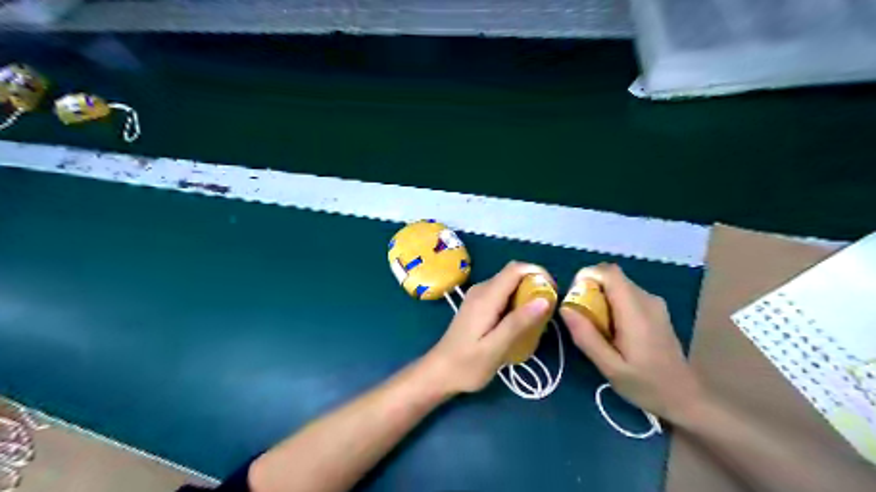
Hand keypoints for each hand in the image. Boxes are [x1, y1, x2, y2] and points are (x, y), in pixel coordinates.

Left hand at [422, 261, 551, 395]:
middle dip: (535, 284)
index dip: (538, 274)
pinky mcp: (478, 304)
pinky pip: (503, 293)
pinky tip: (520, 323)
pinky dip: (517, 301)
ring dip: (527, 294)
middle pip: (514, 274)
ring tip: (538, 319)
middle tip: (548, 310)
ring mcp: (478, 296)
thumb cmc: (467, 365)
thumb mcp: (495, 348)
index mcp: (486, 297)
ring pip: (509, 283)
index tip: (553, 294)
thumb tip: (544, 299)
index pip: (516, 269)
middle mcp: (481, 290)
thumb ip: (518, 323)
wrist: (439, 372)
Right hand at [565, 265, 702, 422]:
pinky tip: (612, 330)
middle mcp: (647, 299)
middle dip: (591, 289)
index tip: (574, 297)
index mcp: (635, 311)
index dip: (587, 276)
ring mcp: (654, 304)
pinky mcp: (656, 310)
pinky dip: (612, 304)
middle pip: (612, 277)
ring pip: (619, 286)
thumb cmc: (646, 385)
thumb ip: (586, 337)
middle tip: (580, 317)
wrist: (686, 398)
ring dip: (601, 297)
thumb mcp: (610, 367)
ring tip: (595, 327)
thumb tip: (565, 308)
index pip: (609, 272)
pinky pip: (627, 295)